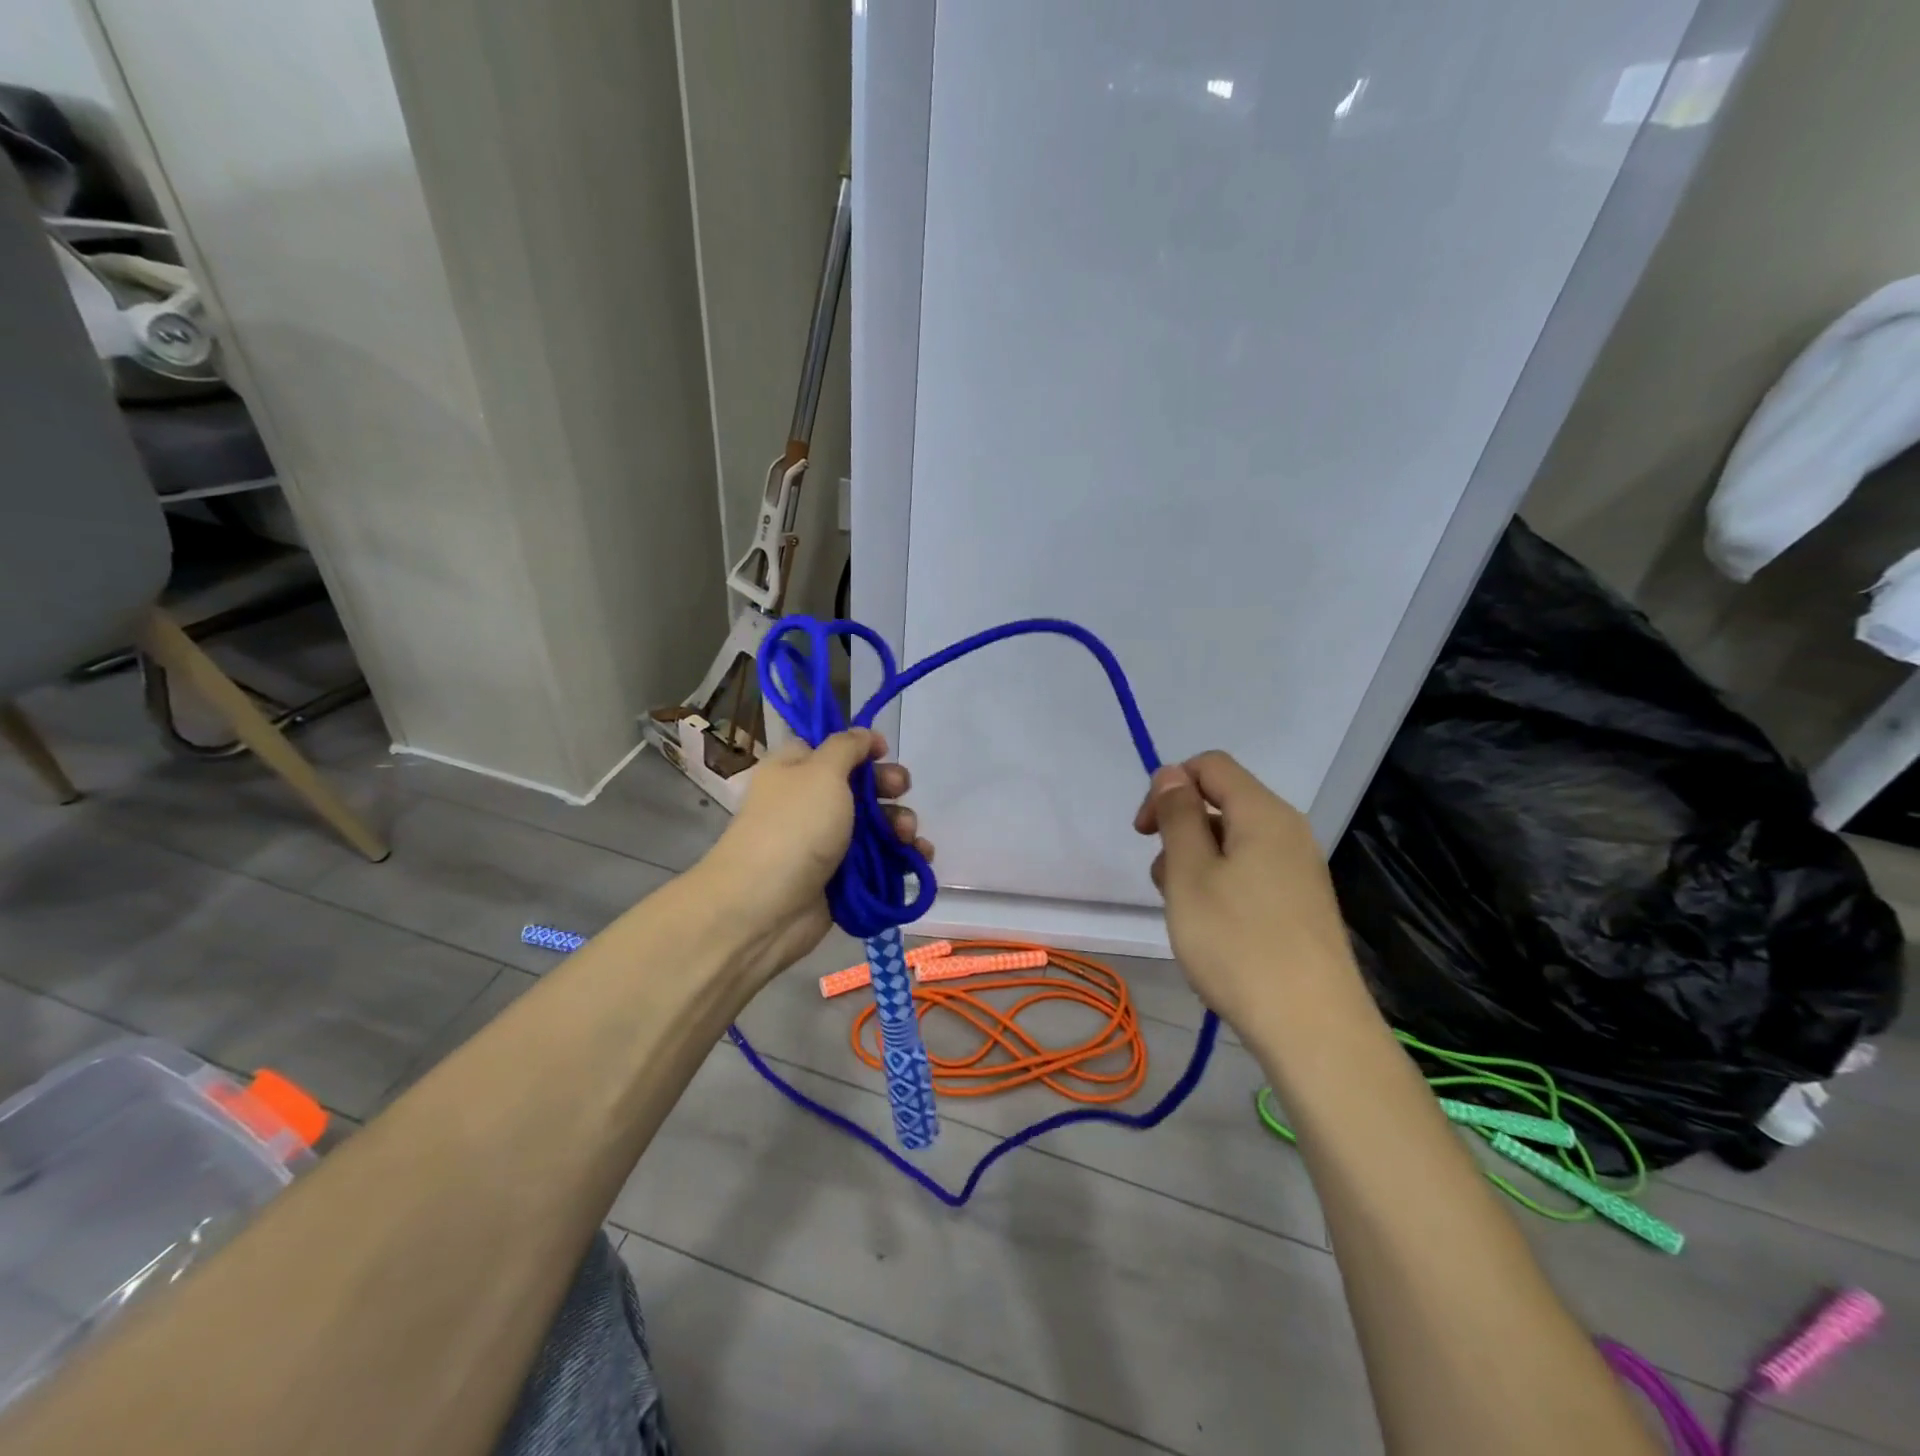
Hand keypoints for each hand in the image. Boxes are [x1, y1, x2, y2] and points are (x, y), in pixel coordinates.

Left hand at [699, 730, 929, 983]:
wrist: (766, 907)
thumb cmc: (794, 827)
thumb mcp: (821, 772)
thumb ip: (846, 747)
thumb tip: (863, 733)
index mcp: (795, 770)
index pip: (830, 748)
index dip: (860, 746)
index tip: (883, 751)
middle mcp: (810, 803)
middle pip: (860, 785)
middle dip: (888, 786)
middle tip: (901, 789)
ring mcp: (827, 843)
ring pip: (876, 825)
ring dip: (900, 824)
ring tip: (908, 834)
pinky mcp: (844, 878)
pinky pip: (881, 861)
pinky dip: (903, 858)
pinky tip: (920, 857)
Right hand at [1133, 751, 1359, 1035]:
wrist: (1311, 1028)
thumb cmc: (1238, 943)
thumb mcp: (1189, 874)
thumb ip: (1178, 816)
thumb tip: (1172, 773)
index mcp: (1263, 813)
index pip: (1210, 765)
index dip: (1169, 786)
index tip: (1145, 833)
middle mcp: (1288, 831)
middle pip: (1222, 803)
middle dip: (1181, 830)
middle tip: (1164, 883)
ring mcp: (1299, 869)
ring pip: (1232, 842)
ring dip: (1196, 863)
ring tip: (1185, 914)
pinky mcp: (1302, 903)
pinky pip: (1251, 873)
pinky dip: (1221, 887)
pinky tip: (1213, 932)